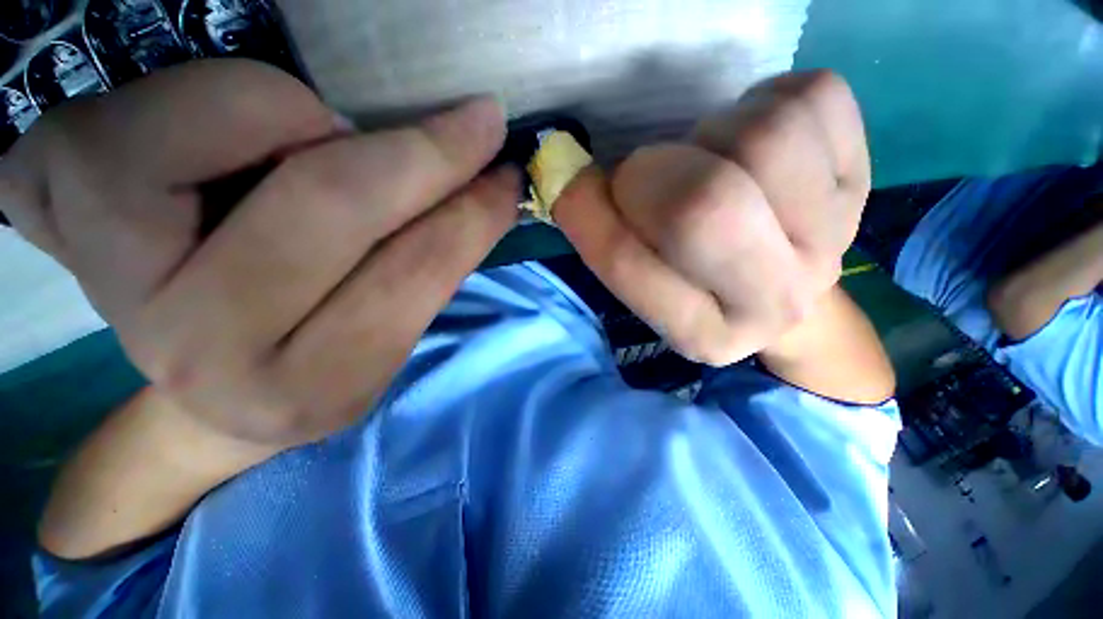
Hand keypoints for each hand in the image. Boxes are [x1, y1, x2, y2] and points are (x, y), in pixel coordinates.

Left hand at [0, 60, 517, 448]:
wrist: (213, 373)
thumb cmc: (317, 354)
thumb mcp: (388, 333)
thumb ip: (433, 265)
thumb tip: (482, 190)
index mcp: (311, 386)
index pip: (413, 274)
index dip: (472, 213)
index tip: (506, 174)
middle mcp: (201, 350)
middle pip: (331, 203)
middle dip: (425, 152)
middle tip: (478, 123)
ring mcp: (108, 280)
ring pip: (231, 124)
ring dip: (306, 113)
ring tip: (326, 135)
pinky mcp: (53, 209)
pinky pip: (146, 102)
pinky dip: (220, 94)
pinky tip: (240, 134)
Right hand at [555, 70, 869, 365]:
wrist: (774, 278)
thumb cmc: (690, 278)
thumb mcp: (637, 275)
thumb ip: (597, 233)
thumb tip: (565, 173)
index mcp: (703, 334)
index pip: (630, 263)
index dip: (592, 213)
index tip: (580, 188)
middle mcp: (772, 302)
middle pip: (707, 206)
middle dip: (653, 172)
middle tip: (649, 174)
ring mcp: (831, 239)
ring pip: (765, 138)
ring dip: (711, 133)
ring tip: (709, 158)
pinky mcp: (864, 177)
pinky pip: (813, 99)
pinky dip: (765, 100)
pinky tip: (755, 142)